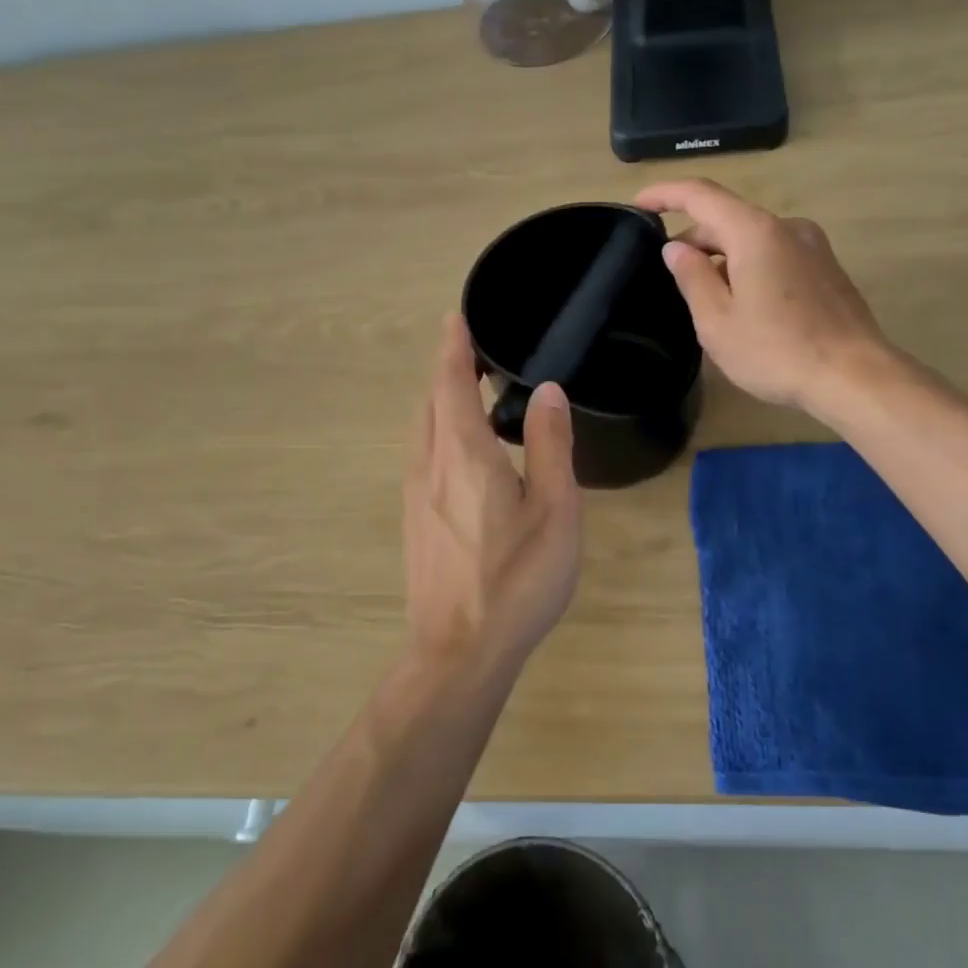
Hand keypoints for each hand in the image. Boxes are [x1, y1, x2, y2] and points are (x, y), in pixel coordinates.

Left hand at [403, 313, 582, 677]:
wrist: (459, 651)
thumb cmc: (517, 580)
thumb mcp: (553, 510)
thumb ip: (548, 445)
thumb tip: (547, 392)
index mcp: (463, 453)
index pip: (449, 382)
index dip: (453, 346)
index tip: (457, 316)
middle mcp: (429, 464)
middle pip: (428, 400)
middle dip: (445, 368)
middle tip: (473, 348)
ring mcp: (415, 494)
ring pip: (420, 428)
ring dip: (439, 399)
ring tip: (468, 388)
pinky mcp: (414, 519)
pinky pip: (421, 453)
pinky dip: (436, 428)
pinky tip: (460, 446)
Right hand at [635, 178, 900, 417]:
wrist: (855, 376)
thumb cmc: (777, 351)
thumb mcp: (717, 321)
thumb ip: (692, 277)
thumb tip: (677, 248)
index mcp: (755, 232)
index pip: (701, 195)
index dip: (666, 193)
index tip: (639, 203)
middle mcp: (787, 227)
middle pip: (729, 218)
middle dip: (695, 238)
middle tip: (670, 274)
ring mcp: (813, 246)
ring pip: (753, 239)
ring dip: (723, 257)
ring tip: (706, 297)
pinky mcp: (827, 269)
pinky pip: (776, 254)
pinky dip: (750, 266)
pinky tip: (745, 305)